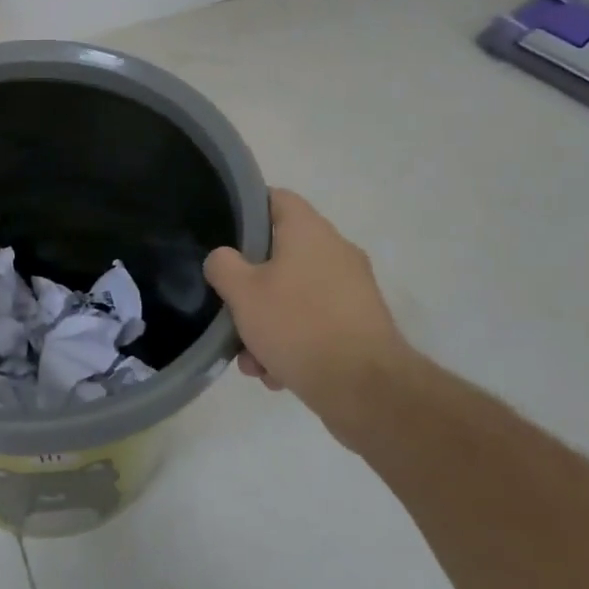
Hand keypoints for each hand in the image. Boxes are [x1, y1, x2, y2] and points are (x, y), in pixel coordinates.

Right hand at [204, 189, 412, 431]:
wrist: (366, 390)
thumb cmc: (298, 326)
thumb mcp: (242, 292)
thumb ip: (222, 265)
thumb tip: (223, 259)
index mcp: (309, 230)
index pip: (274, 198)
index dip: (244, 211)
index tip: (222, 236)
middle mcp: (335, 251)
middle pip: (279, 254)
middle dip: (250, 287)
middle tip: (230, 311)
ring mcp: (352, 289)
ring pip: (294, 294)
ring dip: (267, 323)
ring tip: (252, 361)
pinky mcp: (360, 325)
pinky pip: (315, 322)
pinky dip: (293, 342)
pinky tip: (277, 374)